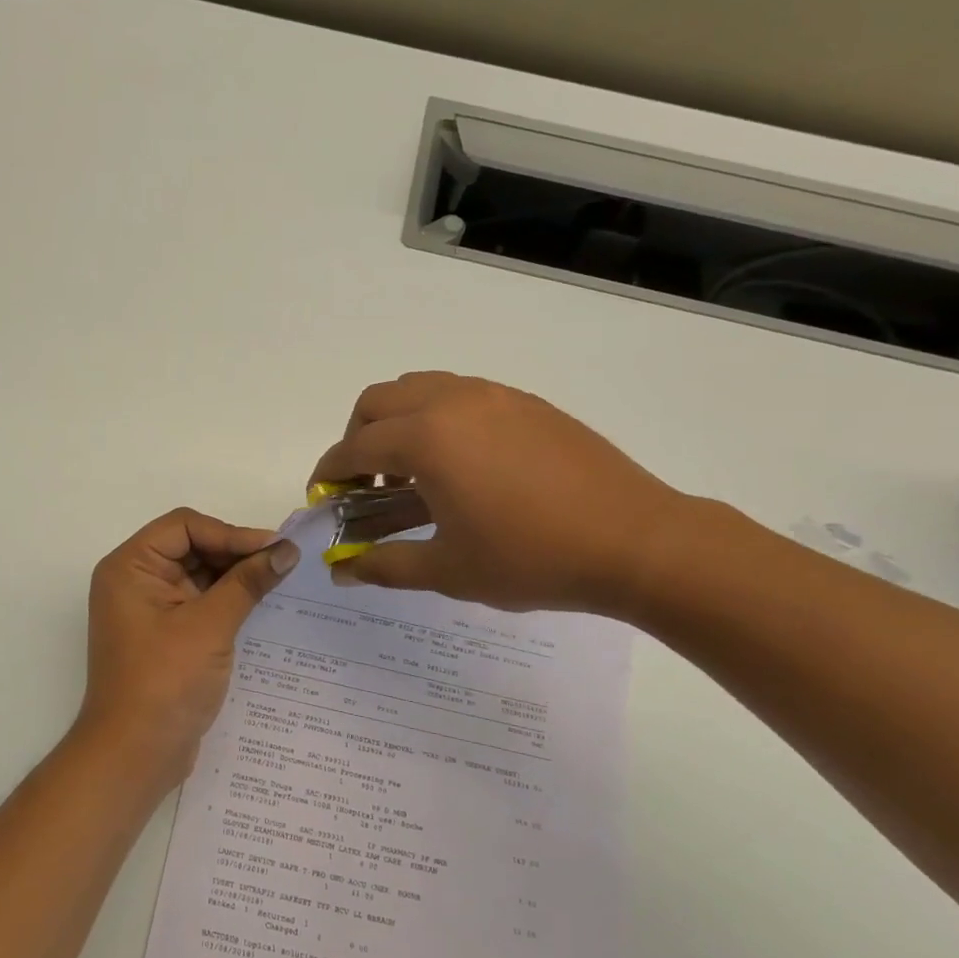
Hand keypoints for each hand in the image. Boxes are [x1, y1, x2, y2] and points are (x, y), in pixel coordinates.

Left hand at [73, 507, 299, 795]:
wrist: (134, 757)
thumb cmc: (165, 682)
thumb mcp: (210, 626)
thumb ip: (248, 582)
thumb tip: (287, 550)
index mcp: (131, 567)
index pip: (184, 526)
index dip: (230, 532)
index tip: (274, 548)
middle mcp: (134, 581)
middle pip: (191, 547)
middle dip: (235, 553)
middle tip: (283, 563)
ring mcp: (148, 610)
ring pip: (197, 575)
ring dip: (235, 577)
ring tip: (279, 581)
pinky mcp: (164, 635)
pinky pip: (198, 603)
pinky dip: (226, 601)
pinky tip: (261, 605)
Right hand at [309, 372, 688, 615]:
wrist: (636, 541)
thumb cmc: (532, 558)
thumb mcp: (449, 570)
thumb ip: (385, 566)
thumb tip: (342, 570)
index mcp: (426, 439)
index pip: (354, 447)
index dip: (330, 473)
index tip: (322, 496)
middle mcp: (452, 402)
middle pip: (378, 401)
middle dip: (357, 439)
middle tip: (366, 484)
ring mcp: (493, 396)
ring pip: (419, 387)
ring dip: (397, 422)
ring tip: (411, 471)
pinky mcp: (525, 402)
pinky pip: (460, 393)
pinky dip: (437, 417)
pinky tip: (461, 464)